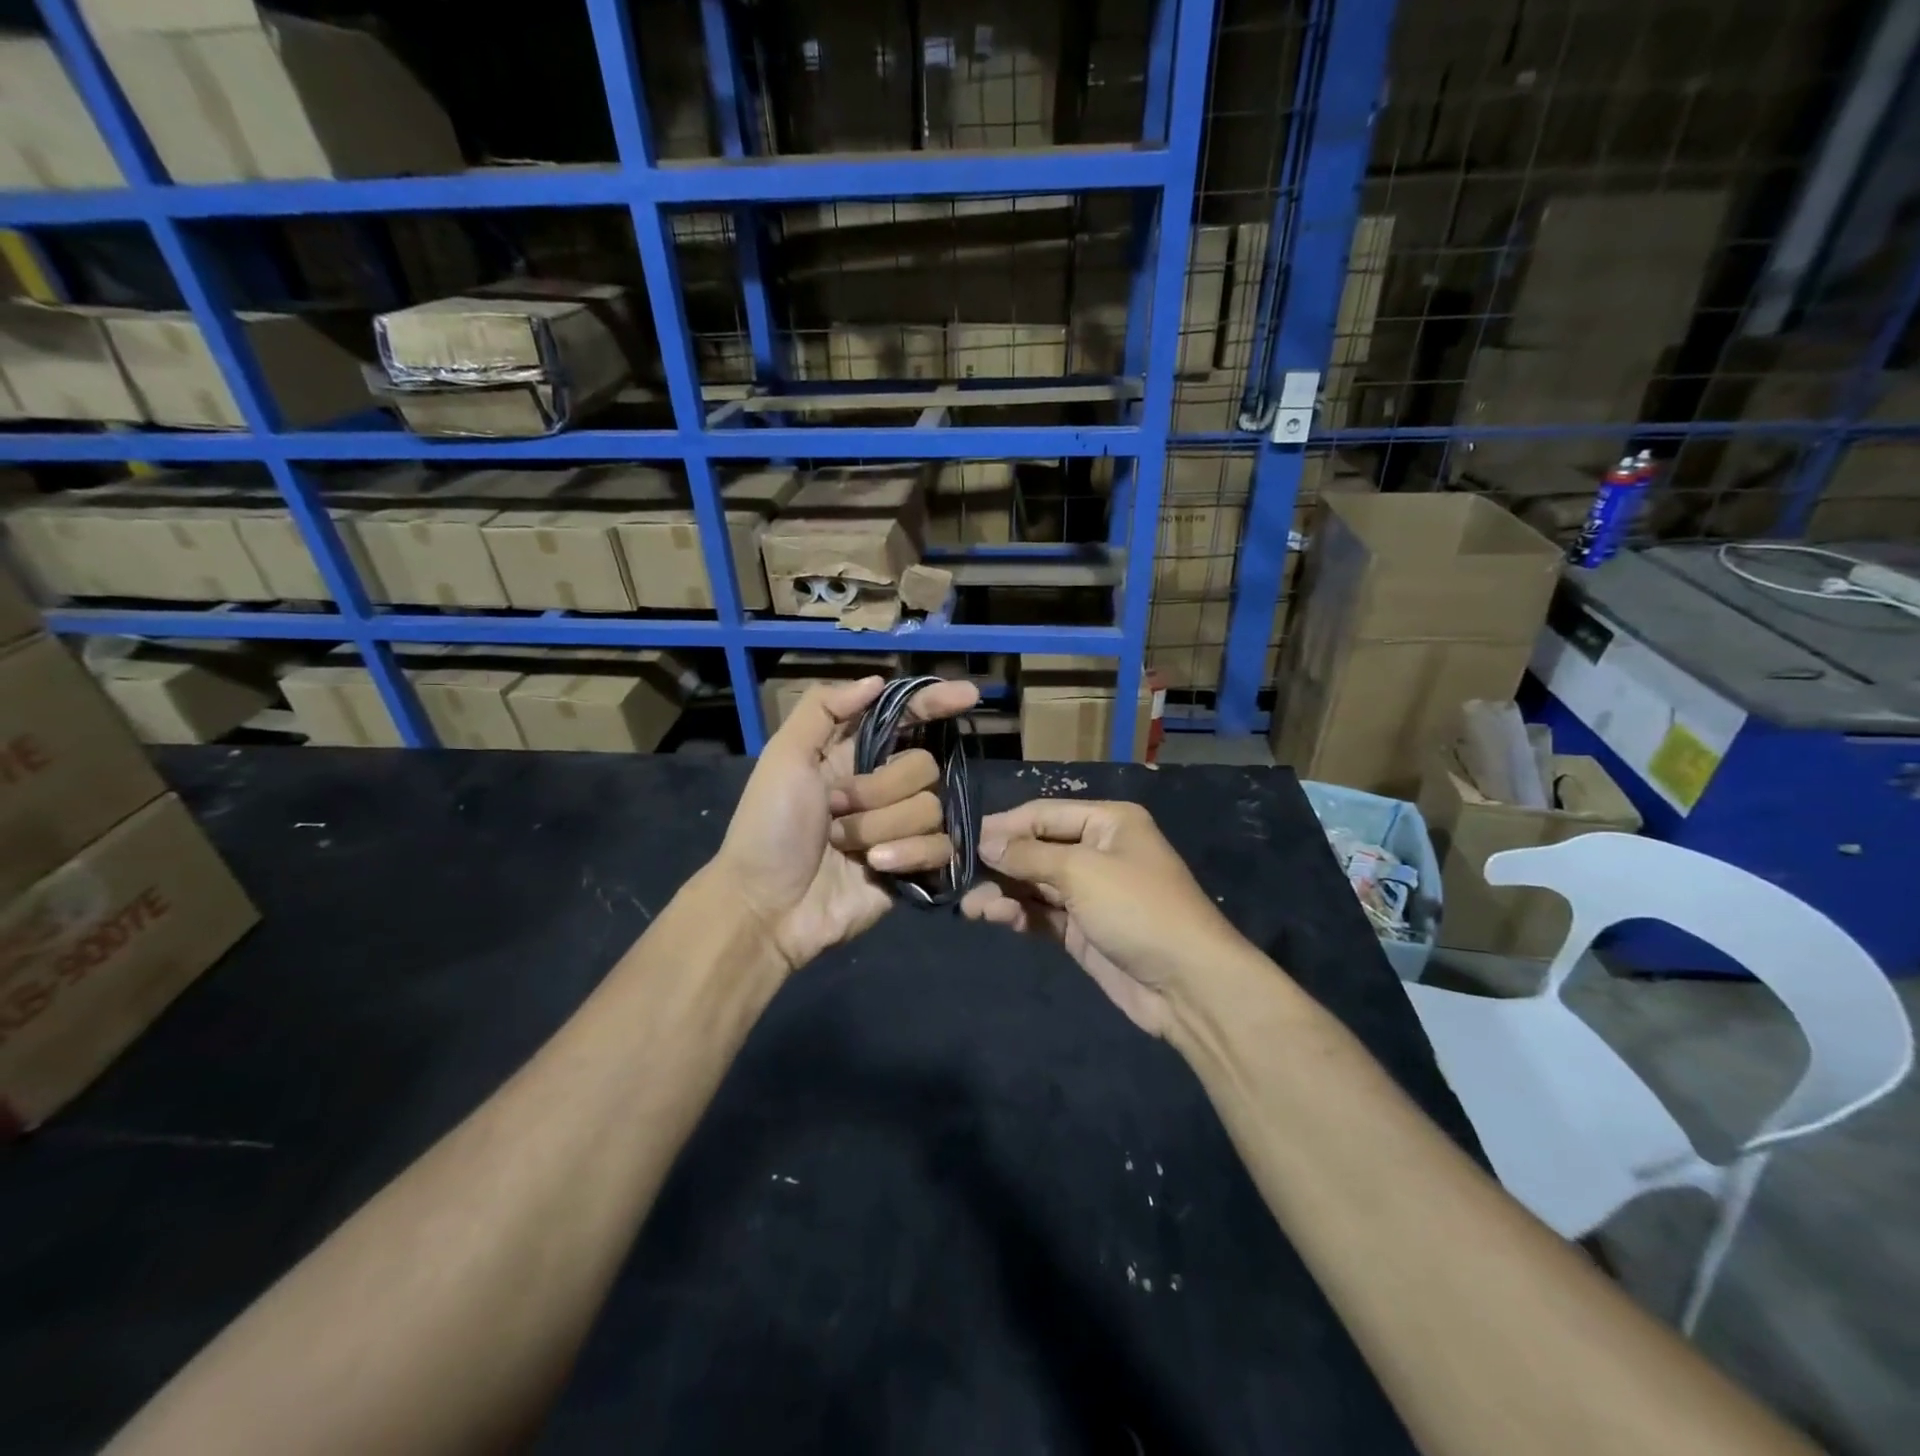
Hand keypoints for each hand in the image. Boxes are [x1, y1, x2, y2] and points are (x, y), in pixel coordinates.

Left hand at [716, 675, 979, 972]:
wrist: (768, 905)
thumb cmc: (769, 827)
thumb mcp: (785, 757)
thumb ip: (825, 708)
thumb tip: (878, 680)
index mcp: (854, 755)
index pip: (907, 718)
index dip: (936, 704)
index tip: (969, 696)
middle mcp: (884, 786)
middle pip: (923, 766)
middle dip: (880, 789)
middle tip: (836, 810)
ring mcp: (901, 827)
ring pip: (931, 807)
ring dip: (882, 826)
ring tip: (845, 846)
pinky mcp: (914, 866)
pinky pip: (940, 846)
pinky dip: (908, 854)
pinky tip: (876, 866)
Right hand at [960, 800, 1245, 1036]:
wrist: (1188, 984)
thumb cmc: (1138, 909)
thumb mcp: (1082, 872)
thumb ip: (1029, 856)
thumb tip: (986, 842)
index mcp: (1108, 822)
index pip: (1044, 814)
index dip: (1005, 826)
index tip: (964, 840)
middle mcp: (1097, 851)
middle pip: (1037, 849)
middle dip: (1001, 863)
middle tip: (960, 877)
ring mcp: (1090, 893)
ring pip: (1035, 884)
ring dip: (1004, 892)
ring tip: (972, 908)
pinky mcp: (1082, 930)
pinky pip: (1042, 913)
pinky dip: (1019, 914)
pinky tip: (995, 918)